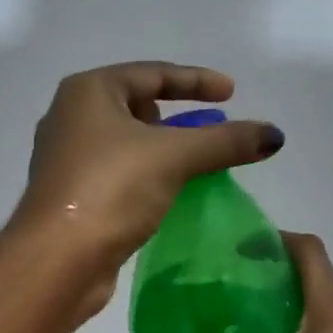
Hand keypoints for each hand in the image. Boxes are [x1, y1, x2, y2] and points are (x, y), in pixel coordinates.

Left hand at [12, 62, 281, 309]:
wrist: (57, 259)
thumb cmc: (110, 190)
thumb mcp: (175, 157)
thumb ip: (226, 141)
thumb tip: (275, 135)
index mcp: (88, 91)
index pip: (152, 73)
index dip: (196, 81)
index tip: (232, 93)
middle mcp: (70, 118)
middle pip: (136, 106)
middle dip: (176, 118)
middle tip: (207, 134)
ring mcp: (67, 159)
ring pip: (127, 144)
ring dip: (162, 151)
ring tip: (194, 167)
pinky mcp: (72, 196)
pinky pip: (118, 174)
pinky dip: (146, 177)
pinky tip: (167, 195)